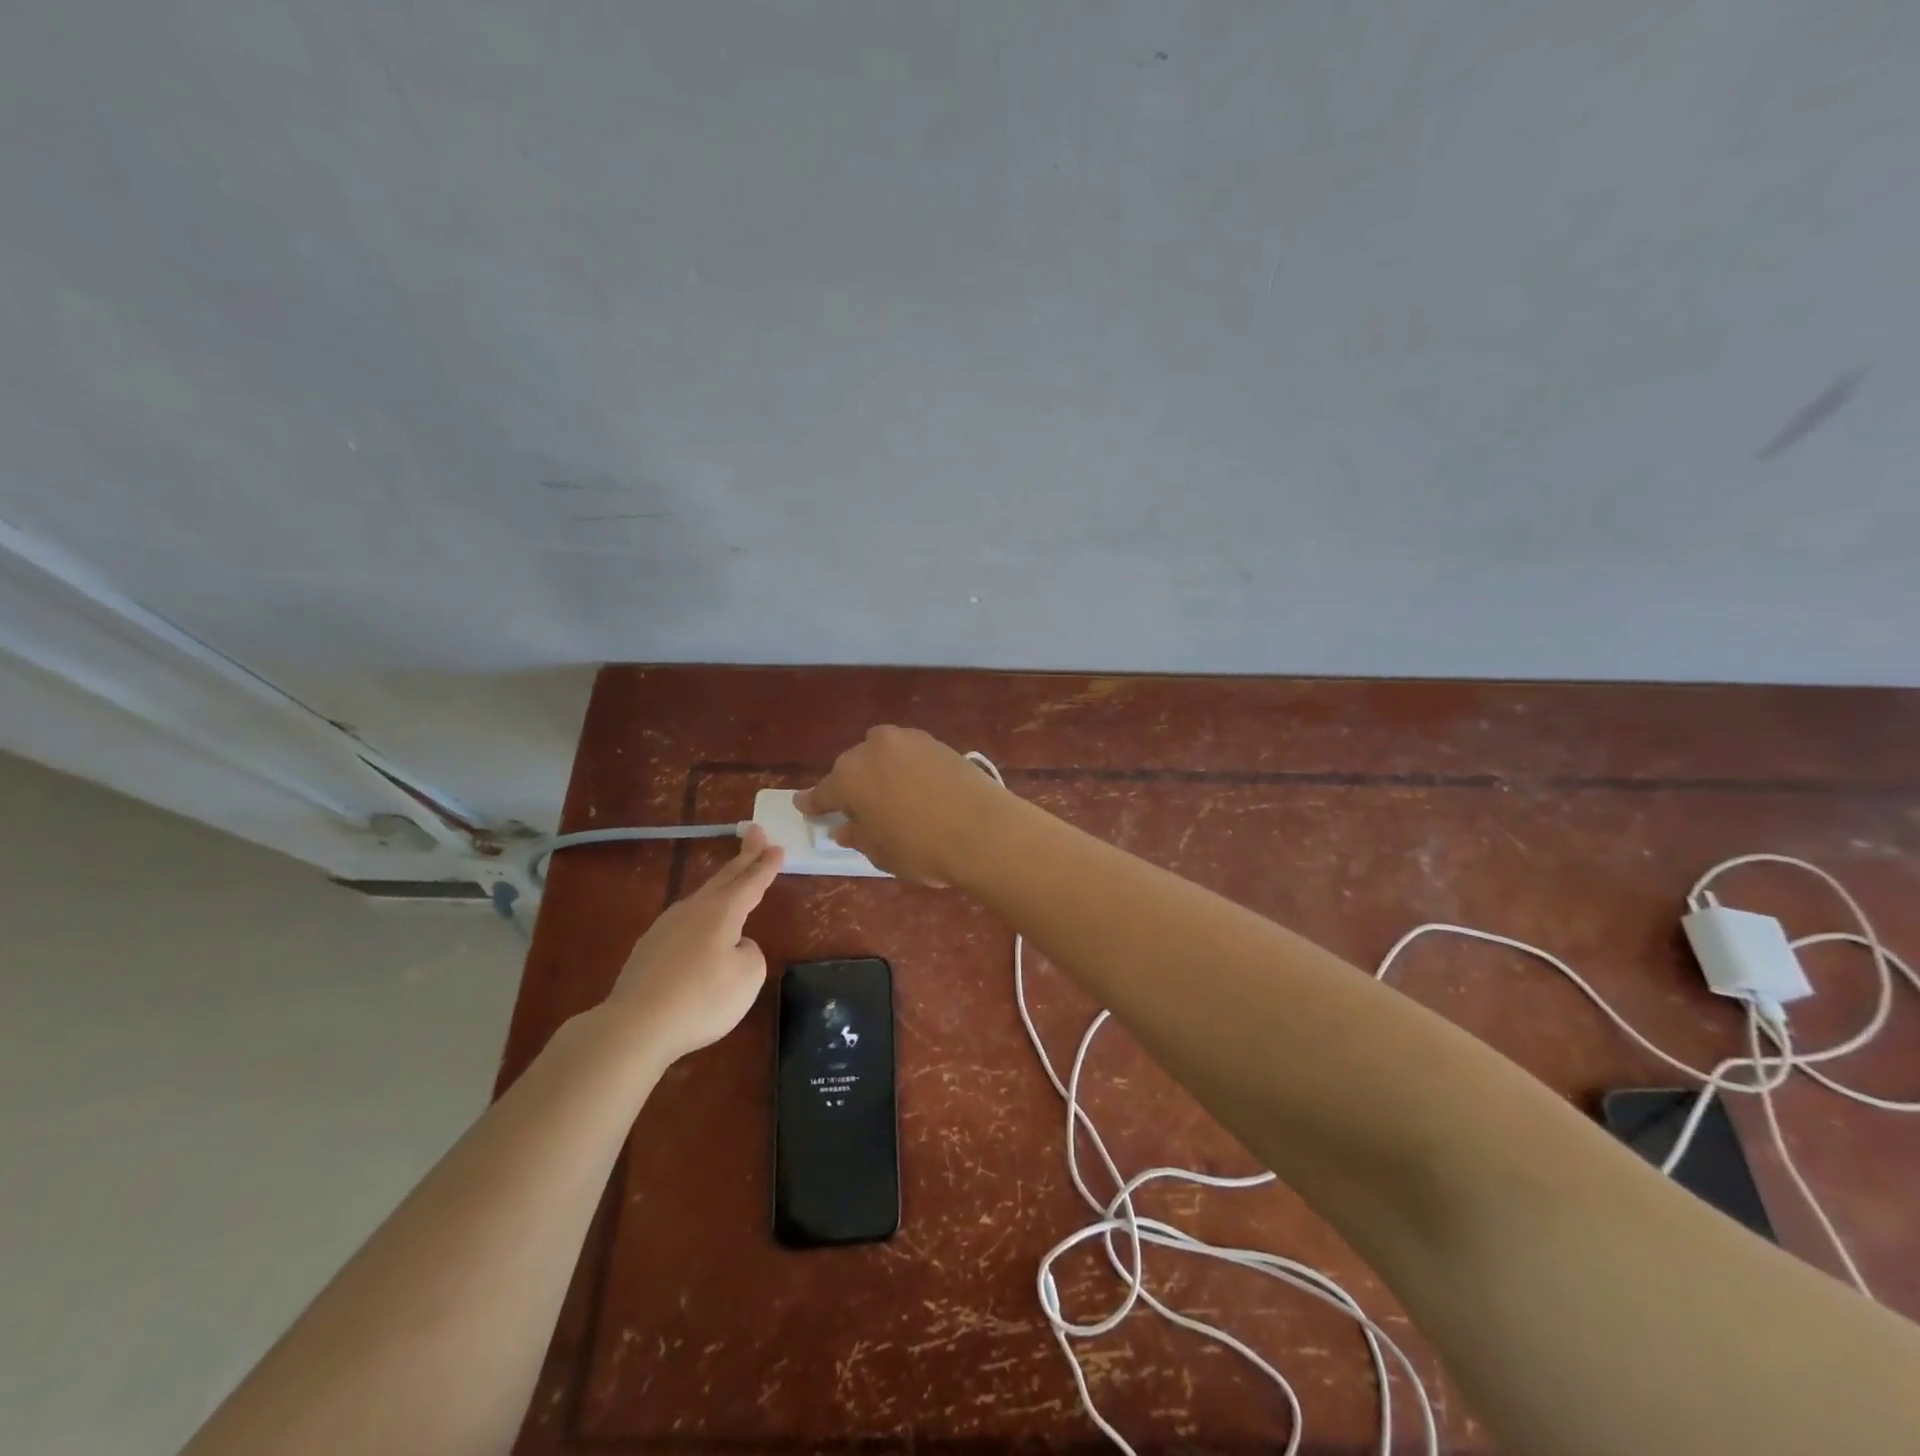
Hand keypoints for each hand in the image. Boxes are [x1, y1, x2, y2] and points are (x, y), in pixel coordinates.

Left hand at [604, 826, 783, 1064]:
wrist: (636, 1025)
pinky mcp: (649, 948)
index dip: (766, 865)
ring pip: (702, 897)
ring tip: (733, 878)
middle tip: (756, 833)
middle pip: (724, 878)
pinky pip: (685, 921)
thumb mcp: (748, 976)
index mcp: (723, 911)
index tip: (777, 846)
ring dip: (722, 884)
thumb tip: (735, 946)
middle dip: (744, 856)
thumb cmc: (702, 999)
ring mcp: (667, 926)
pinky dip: (701, 914)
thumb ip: (750, 953)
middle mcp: (694, 909)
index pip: (751, 881)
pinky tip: (701, 928)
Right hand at [796, 725, 1008, 886]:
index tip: (806, 807)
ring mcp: (907, 740)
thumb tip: (846, 827)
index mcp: (848, 777)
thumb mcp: (880, 852)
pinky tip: (917, 788)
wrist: (984, 830)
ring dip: (880, 772)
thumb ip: (857, 835)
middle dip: (852, 787)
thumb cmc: (922, 849)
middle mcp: (872, 749)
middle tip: (859, 810)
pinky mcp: (936, 741)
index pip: (822, 793)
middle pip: (852, 768)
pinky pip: (909, 754)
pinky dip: (906, 767)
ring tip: (891, 797)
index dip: (814, 804)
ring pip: (881, 755)